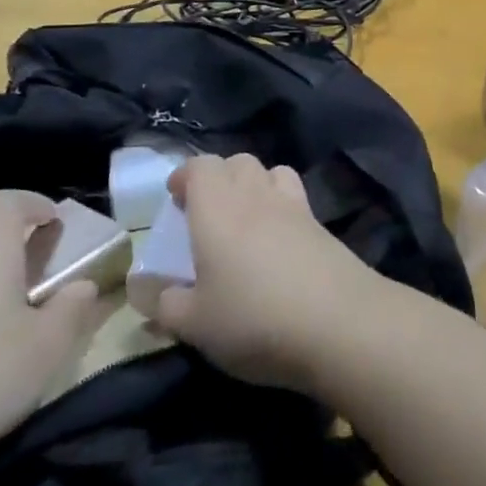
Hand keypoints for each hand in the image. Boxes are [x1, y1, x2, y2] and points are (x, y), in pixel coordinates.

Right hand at [153, 154, 383, 394]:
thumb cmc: (254, 318)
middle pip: (237, 161)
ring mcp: (293, 205)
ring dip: (252, 185)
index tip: (174, 200)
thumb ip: (165, 304)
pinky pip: (294, 196)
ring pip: (270, 172)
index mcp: (217, 208)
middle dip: (218, 178)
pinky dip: (280, 205)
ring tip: (243, 220)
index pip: (200, 165)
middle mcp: (255, 194)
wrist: (339, 321)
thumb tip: (146, 291)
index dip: (185, 176)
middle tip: (205, 213)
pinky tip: (277, 242)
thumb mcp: (195, 324)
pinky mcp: (321, 224)